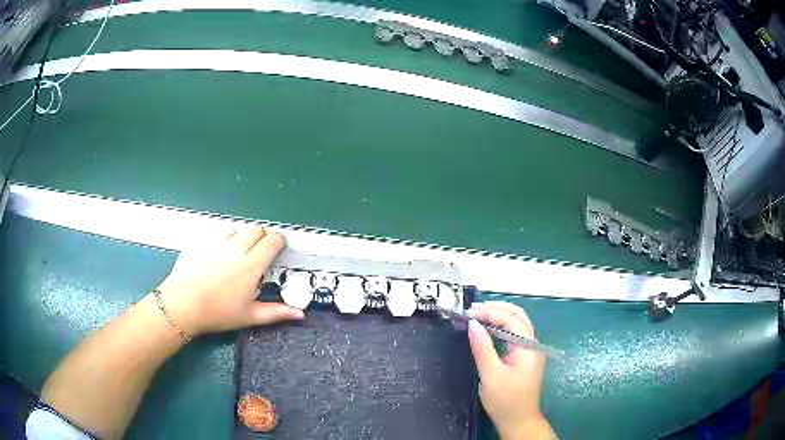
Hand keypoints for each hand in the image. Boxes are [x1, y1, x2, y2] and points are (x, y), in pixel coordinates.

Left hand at [155, 226, 303, 336]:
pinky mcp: (201, 241)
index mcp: (252, 265)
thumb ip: (277, 312)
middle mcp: (236, 248)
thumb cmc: (218, 313)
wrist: (183, 304)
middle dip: (262, 236)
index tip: (279, 247)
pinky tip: (216, 254)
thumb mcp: (250, 316)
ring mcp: (217, 242)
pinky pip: (217, 234)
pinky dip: (222, 240)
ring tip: (237, 253)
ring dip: (241, 237)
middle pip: (256, 229)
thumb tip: (300, 314)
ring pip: (236, 230)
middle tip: (259, 251)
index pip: (272, 241)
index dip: (279, 241)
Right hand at [467, 301, 552, 439]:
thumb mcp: (491, 375)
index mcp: (528, 346)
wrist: (518, 421)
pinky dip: (500, 327)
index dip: (489, 312)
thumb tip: (473, 324)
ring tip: (477, 314)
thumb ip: (482, 348)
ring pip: (516, 323)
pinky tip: (488, 329)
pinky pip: (514, 334)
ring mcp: (530, 350)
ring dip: (498, 316)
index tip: (468, 313)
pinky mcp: (524, 356)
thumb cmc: (505, 400)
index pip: (510, 319)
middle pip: (517, 316)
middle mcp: (532, 344)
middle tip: (472, 309)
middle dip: (496, 308)